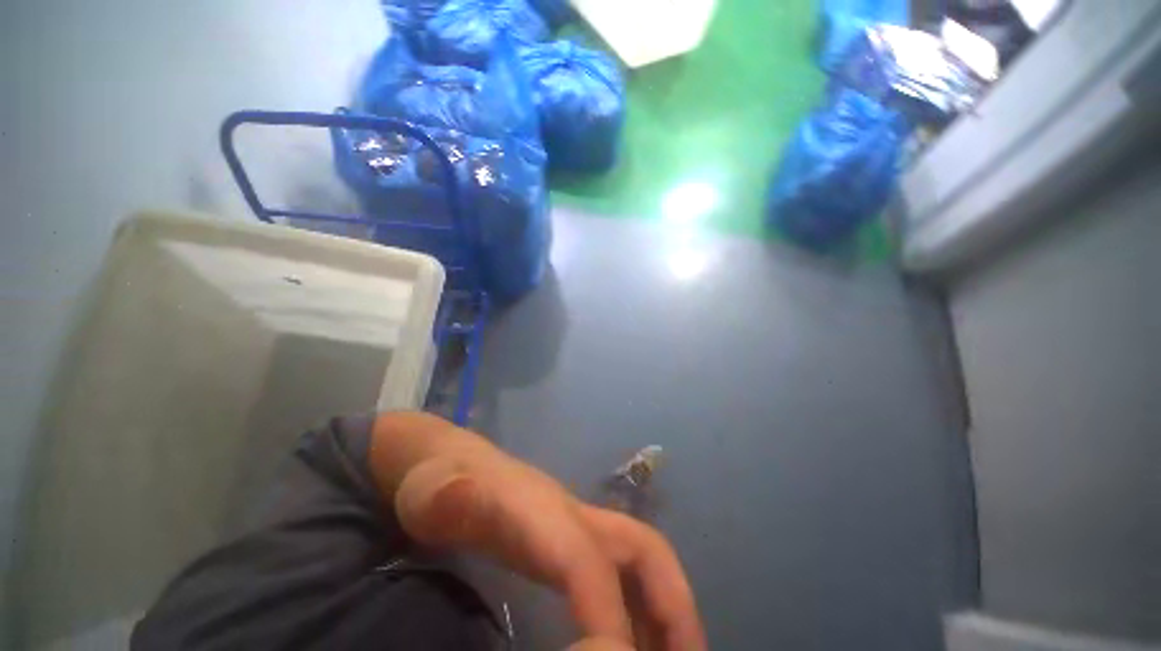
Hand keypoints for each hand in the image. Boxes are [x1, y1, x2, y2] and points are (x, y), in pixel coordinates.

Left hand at [369, 413, 705, 650]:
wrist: (450, 465)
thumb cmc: (441, 484)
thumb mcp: (437, 493)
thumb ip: (450, 499)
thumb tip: (463, 507)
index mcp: (543, 511)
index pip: (588, 561)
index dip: (609, 620)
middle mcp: (573, 517)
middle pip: (644, 549)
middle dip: (674, 605)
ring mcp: (576, 527)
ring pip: (641, 561)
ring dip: (666, 610)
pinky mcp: (570, 541)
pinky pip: (621, 575)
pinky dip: (639, 610)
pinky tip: (627, 641)